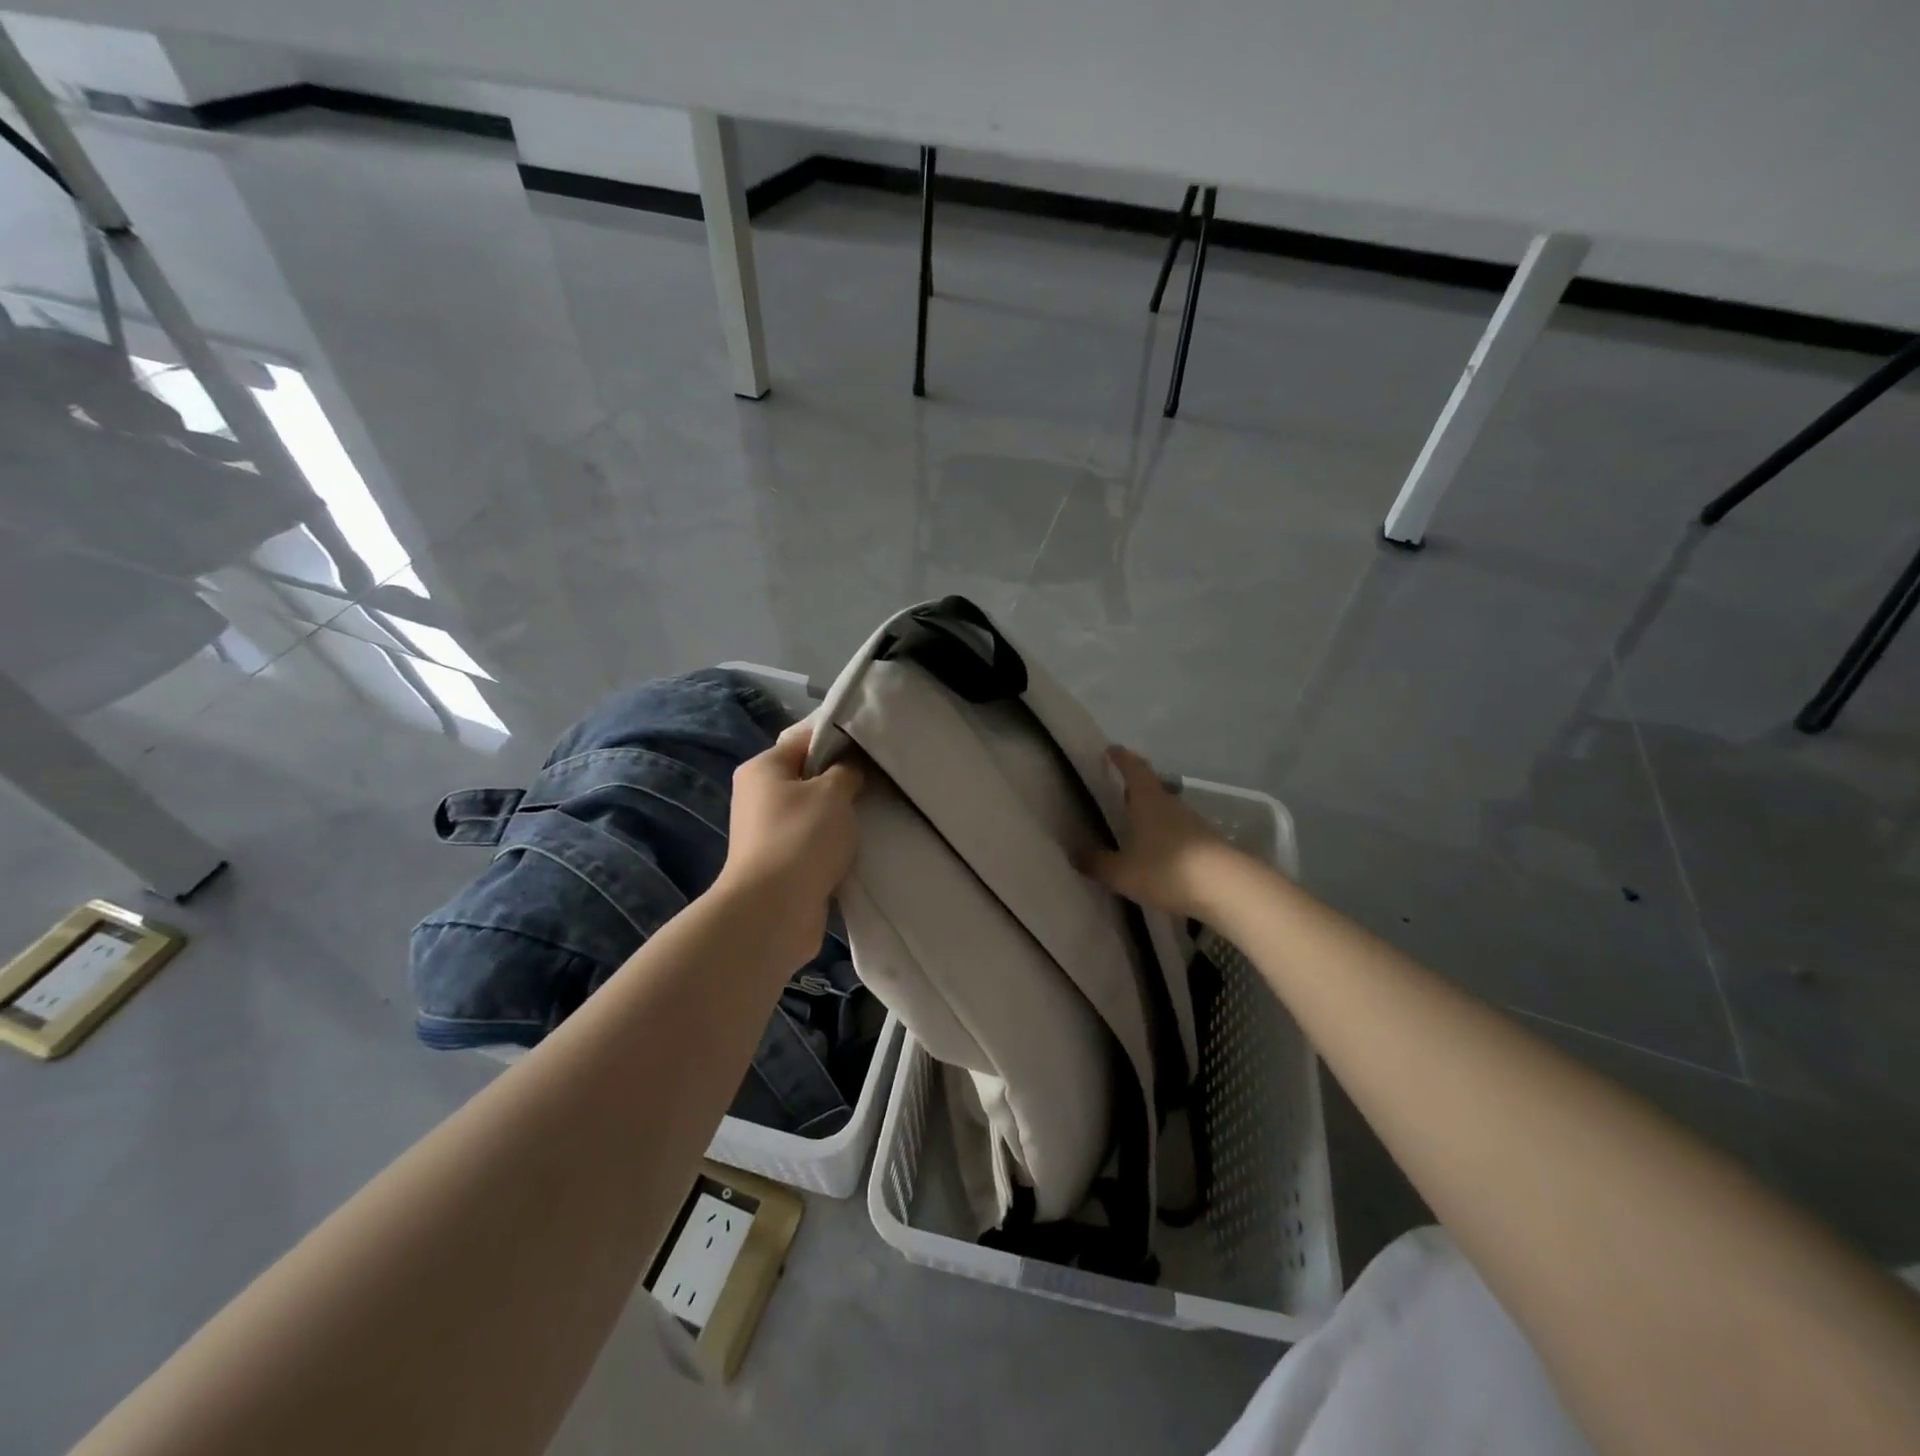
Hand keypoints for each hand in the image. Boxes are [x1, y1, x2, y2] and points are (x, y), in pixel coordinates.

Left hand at [716, 722, 864, 966]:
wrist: (774, 911)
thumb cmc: (801, 838)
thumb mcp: (833, 792)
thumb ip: (847, 771)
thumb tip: (849, 769)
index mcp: (763, 768)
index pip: (805, 739)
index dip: (841, 739)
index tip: (874, 748)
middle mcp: (759, 796)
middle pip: (809, 777)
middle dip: (844, 781)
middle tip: (880, 783)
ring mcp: (768, 832)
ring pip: (815, 813)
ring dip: (841, 818)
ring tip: (875, 816)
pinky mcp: (780, 864)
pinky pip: (814, 843)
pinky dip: (834, 846)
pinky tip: (860, 848)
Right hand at [1081, 746, 1241, 919]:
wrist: (1229, 889)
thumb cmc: (1168, 870)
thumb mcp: (1123, 872)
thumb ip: (1097, 862)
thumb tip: (1074, 852)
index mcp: (1148, 800)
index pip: (1133, 768)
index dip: (1121, 758)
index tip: (1110, 751)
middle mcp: (1171, 805)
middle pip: (1150, 788)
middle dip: (1133, 789)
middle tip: (1115, 794)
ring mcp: (1193, 824)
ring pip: (1165, 811)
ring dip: (1150, 815)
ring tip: (1132, 829)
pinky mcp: (1207, 845)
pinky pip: (1178, 834)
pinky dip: (1164, 837)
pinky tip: (1156, 855)